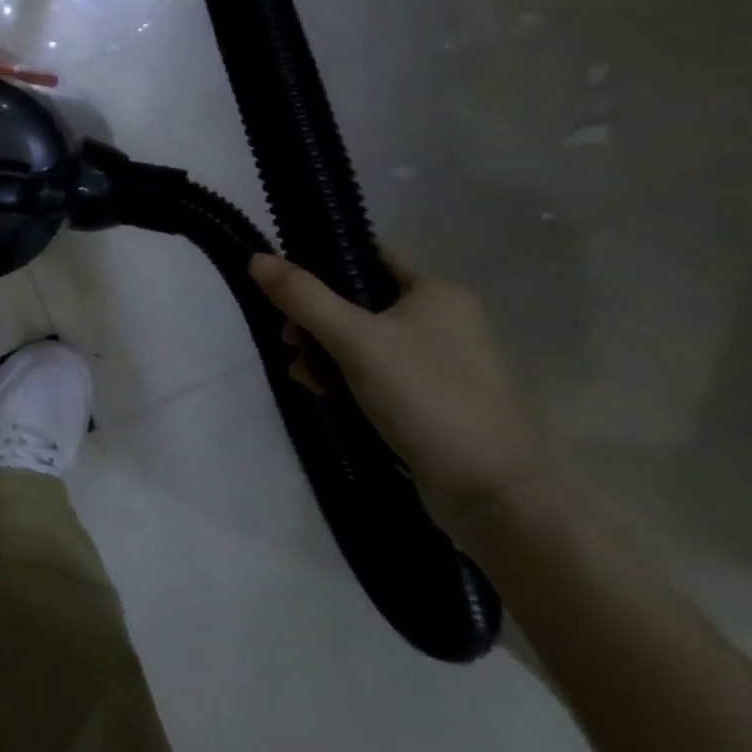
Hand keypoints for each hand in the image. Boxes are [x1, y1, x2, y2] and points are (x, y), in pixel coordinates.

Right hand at [249, 253, 551, 520]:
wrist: (495, 495)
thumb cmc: (427, 398)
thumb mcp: (355, 340)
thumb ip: (302, 296)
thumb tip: (256, 257)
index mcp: (435, 291)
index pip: (365, 256)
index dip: (320, 263)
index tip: (285, 288)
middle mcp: (440, 318)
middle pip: (355, 300)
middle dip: (313, 320)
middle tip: (290, 341)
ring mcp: (436, 360)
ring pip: (359, 338)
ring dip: (322, 352)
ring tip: (305, 376)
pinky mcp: (429, 397)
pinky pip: (372, 370)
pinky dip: (343, 376)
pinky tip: (324, 393)